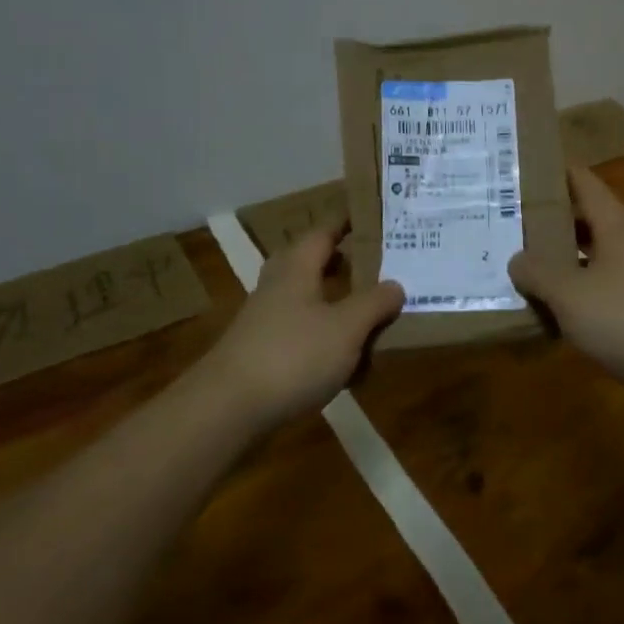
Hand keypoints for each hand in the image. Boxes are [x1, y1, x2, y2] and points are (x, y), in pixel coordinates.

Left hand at [198, 224, 404, 428]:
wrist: (227, 409)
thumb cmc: (293, 356)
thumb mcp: (346, 328)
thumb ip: (374, 304)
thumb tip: (396, 285)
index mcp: (297, 268)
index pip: (324, 231)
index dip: (347, 221)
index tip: (372, 214)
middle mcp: (279, 286)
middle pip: (312, 263)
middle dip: (343, 262)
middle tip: (377, 264)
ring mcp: (266, 320)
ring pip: (308, 300)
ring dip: (337, 303)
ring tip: (370, 315)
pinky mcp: (262, 352)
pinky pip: (302, 333)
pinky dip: (326, 339)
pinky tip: (348, 364)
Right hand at [508, 167, 623, 386]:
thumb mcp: (570, 295)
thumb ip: (538, 273)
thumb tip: (517, 260)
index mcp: (615, 221)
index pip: (581, 180)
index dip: (551, 173)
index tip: (519, 174)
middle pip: (589, 213)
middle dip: (553, 216)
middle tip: (514, 222)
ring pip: (598, 247)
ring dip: (568, 252)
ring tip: (530, 262)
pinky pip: (609, 277)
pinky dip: (584, 281)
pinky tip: (563, 303)